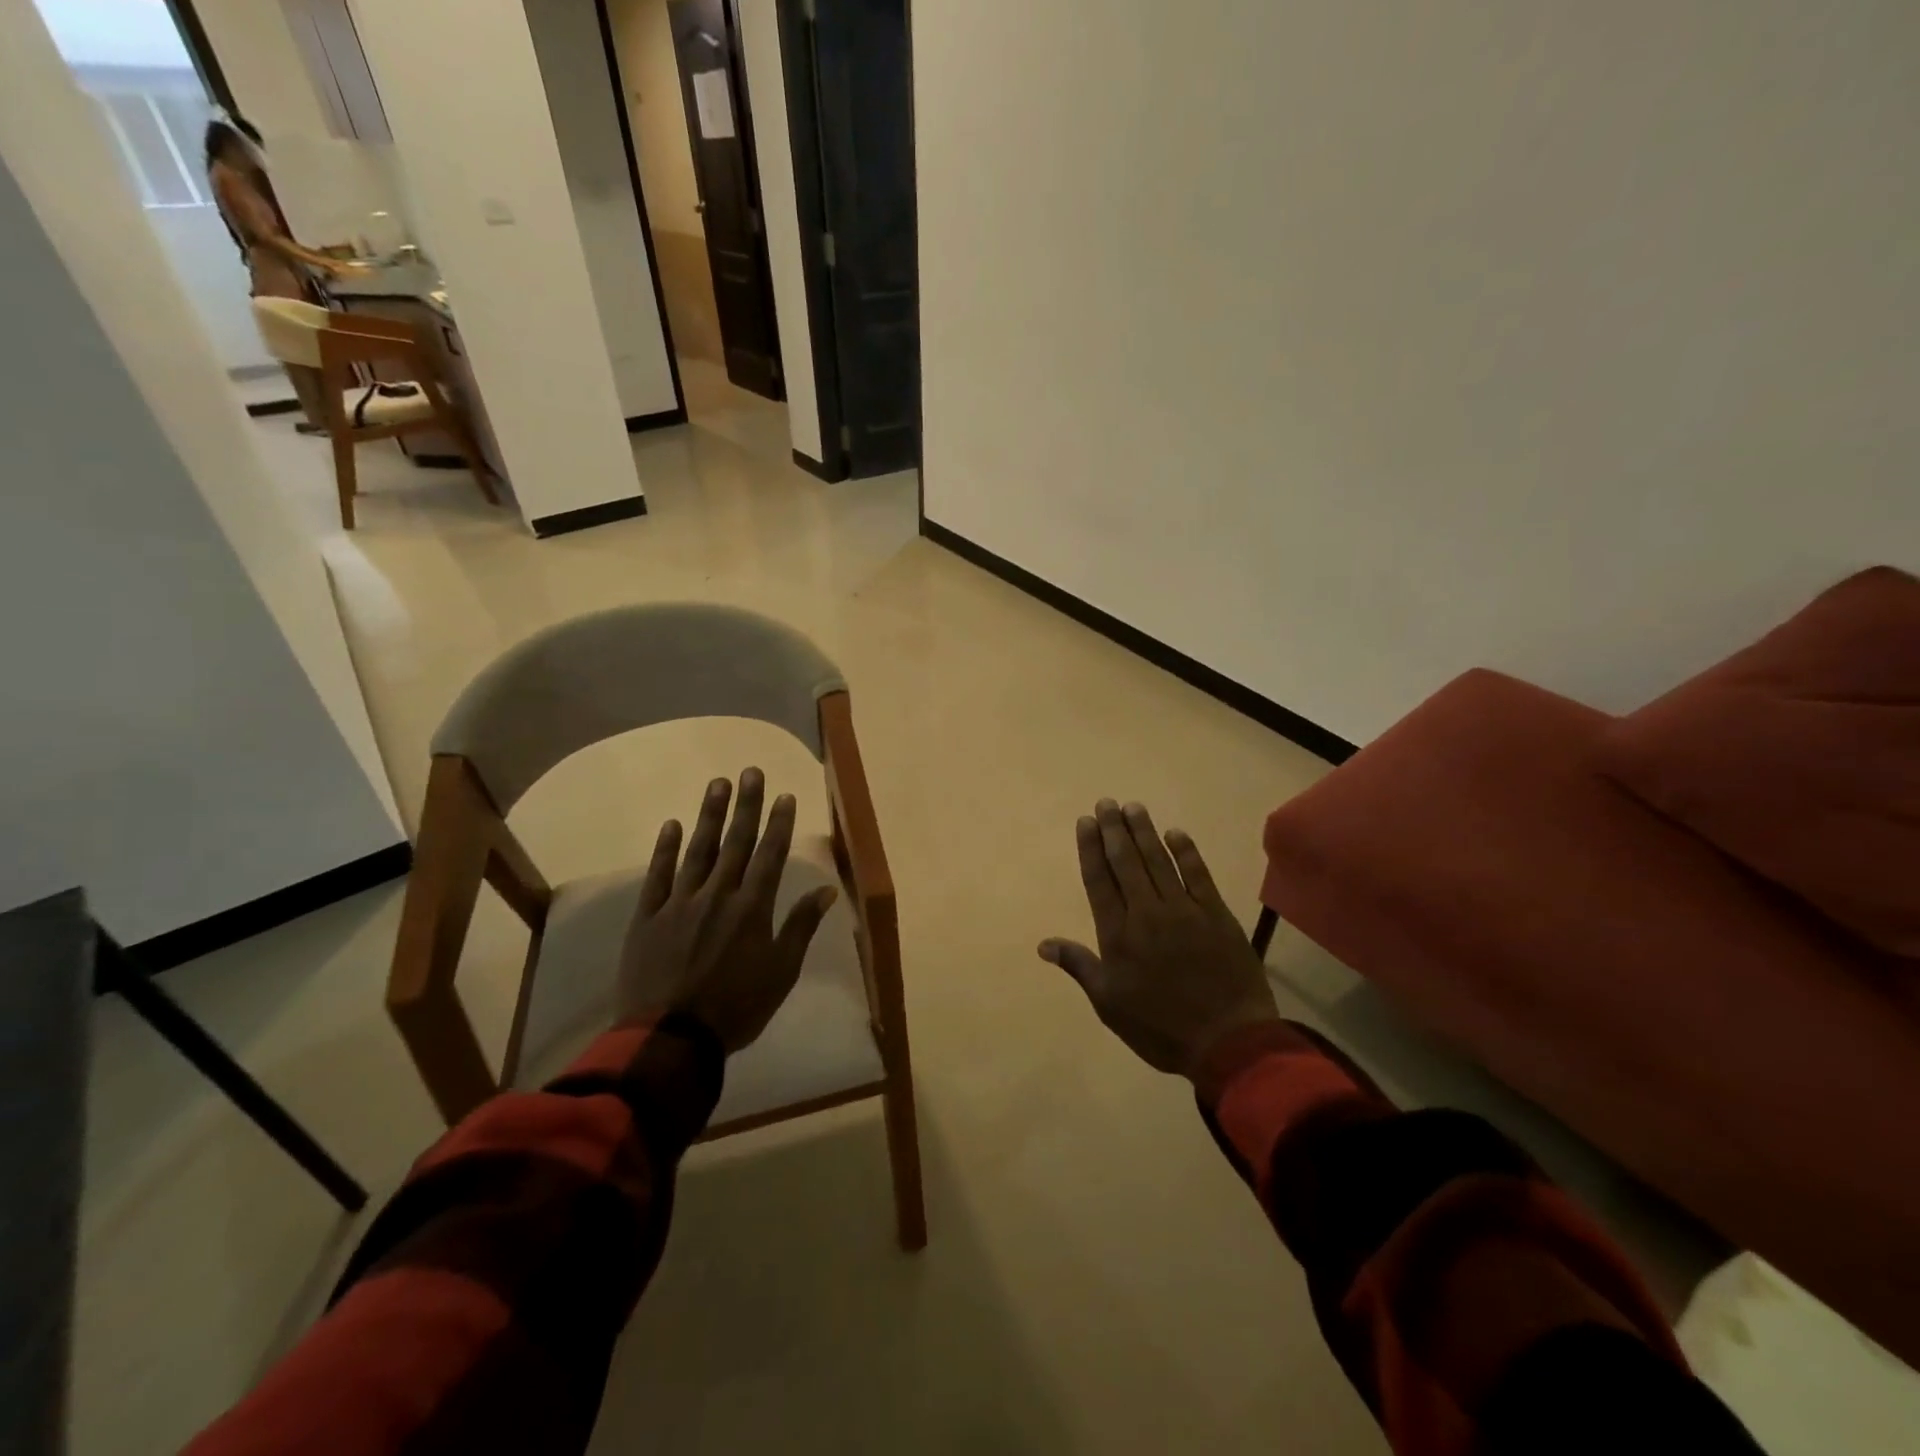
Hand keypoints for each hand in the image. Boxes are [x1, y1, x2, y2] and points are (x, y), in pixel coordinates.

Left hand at [616, 769, 837, 1053]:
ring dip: (709, 815)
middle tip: (750, 772)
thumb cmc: (736, 1008)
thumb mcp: (781, 972)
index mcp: (753, 908)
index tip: (785, 795)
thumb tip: (826, 890)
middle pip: (735, 842)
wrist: (670, 1038)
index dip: (779, 823)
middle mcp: (718, 895)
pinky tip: (672, 825)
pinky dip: (666, 849)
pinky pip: (658, 876)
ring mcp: (679, 903)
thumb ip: (801, 926)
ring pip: (698, 850)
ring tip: (717, 784)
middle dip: (746, 805)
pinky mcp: (648, 917)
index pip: (770, 855)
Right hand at [1040, 800, 1277, 1078]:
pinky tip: (1175, 833)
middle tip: (1106, 803)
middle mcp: (1147, 912)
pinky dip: (1185, 852)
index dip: (1091, 848)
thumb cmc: (1160, 1027)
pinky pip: (1197, 874)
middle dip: (1114, 830)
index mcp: (1118, 934)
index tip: (1085, 821)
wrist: (1228, 1041)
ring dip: (1144, 832)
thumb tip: (1043, 944)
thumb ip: (1079, 966)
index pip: (1099, 880)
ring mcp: (1184, 910)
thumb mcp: (1109, 1004)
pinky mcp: (1216, 914)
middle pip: (1126, 862)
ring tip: (1133, 808)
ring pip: (1158, 861)